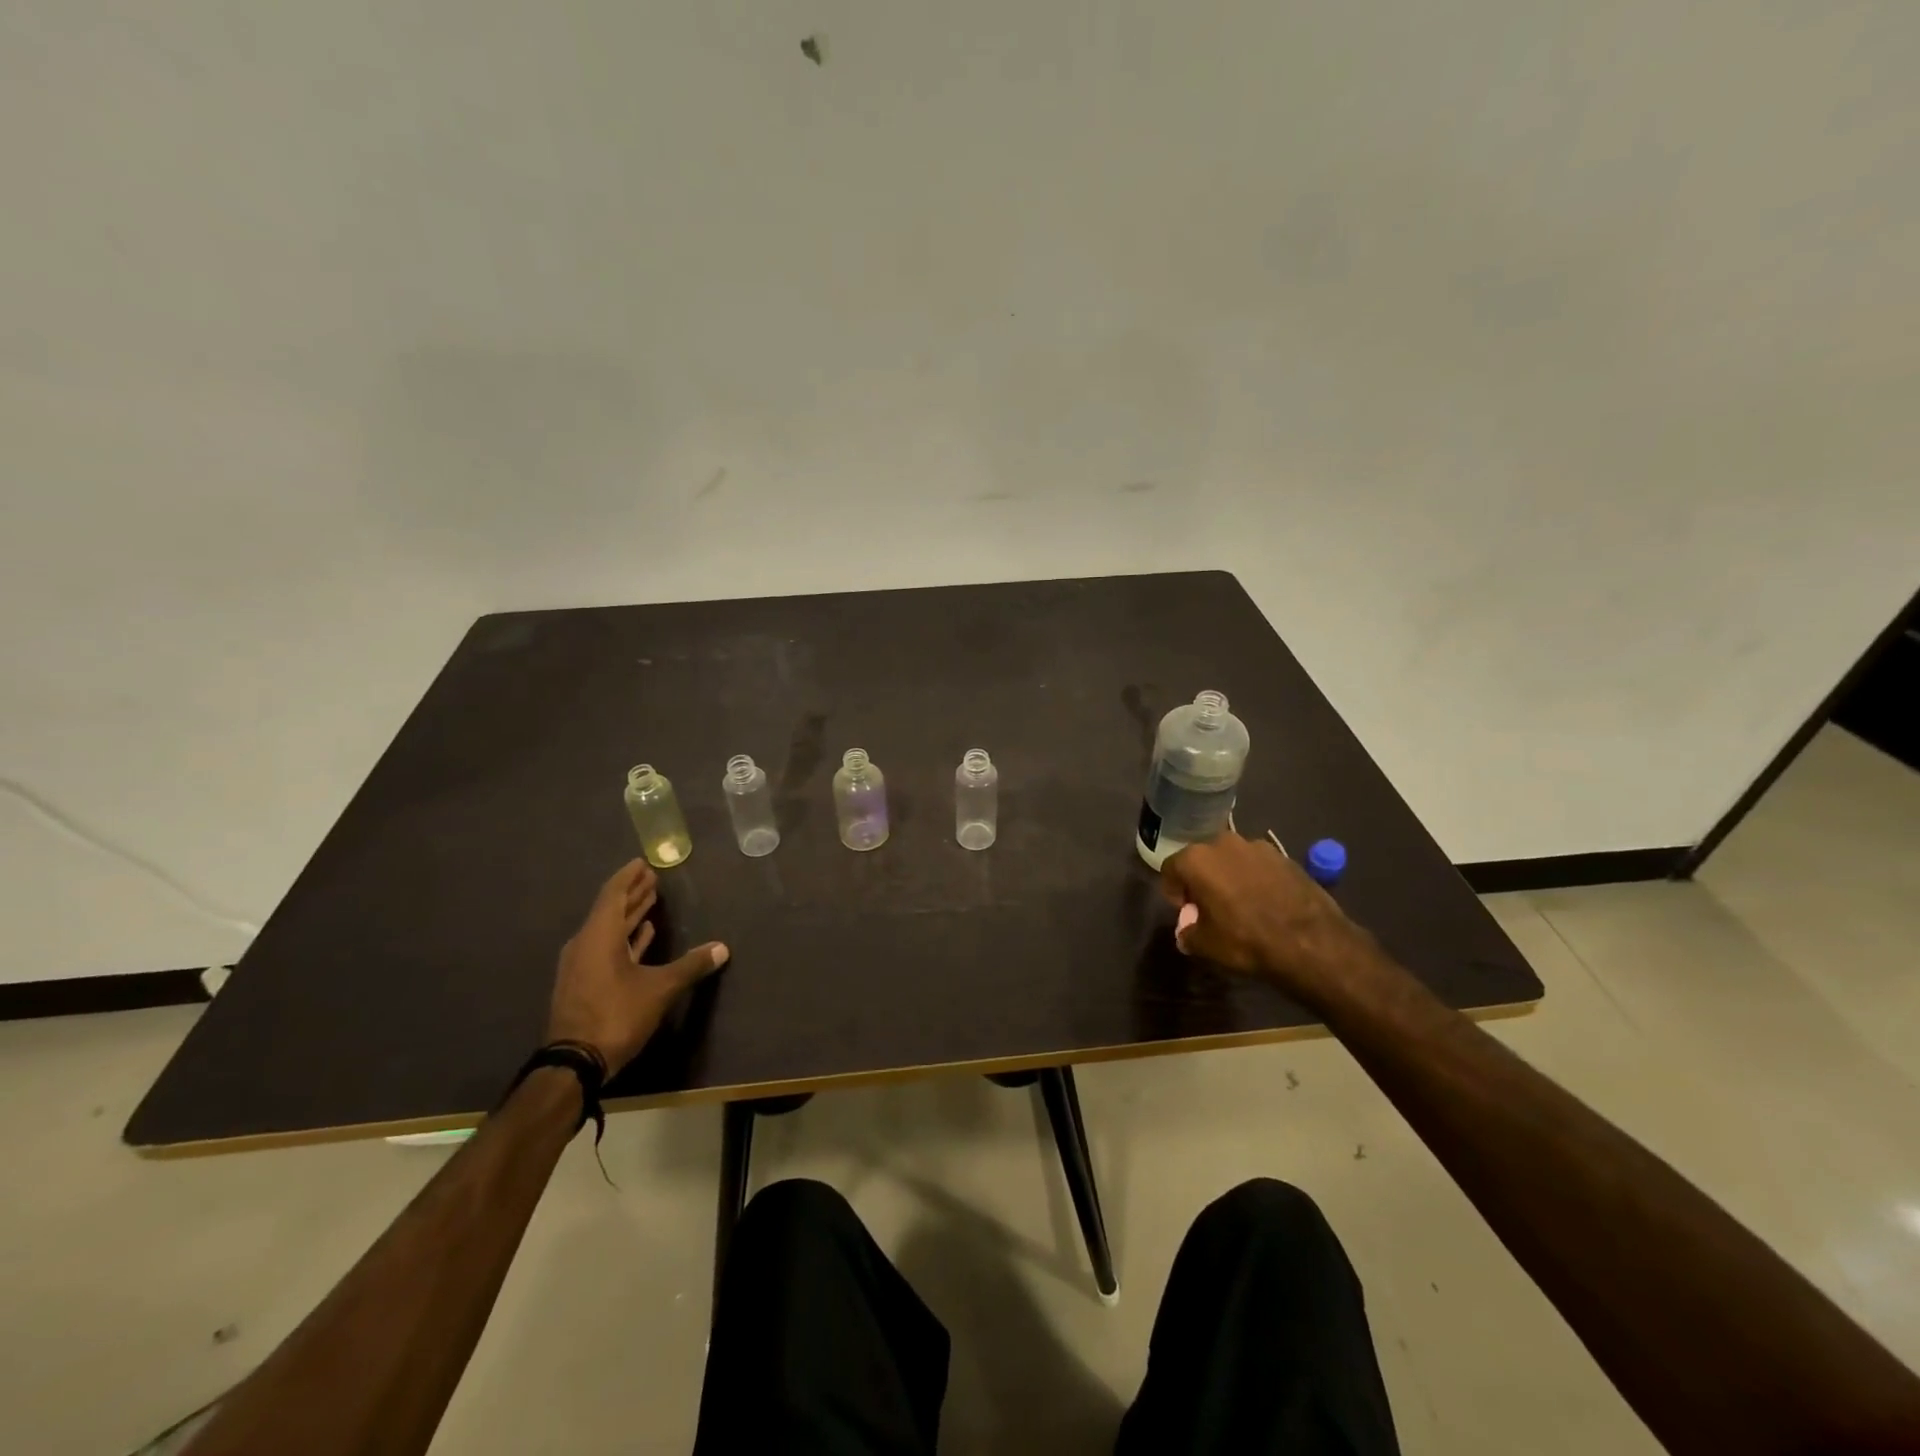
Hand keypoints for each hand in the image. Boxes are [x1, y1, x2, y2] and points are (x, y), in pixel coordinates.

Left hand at [545, 859, 728, 1074]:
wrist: (574, 1063)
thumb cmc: (616, 1015)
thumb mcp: (660, 989)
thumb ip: (691, 965)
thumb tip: (722, 948)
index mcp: (599, 936)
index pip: (613, 894)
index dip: (629, 877)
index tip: (643, 862)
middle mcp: (586, 944)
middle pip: (610, 909)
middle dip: (633, 893)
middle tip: (652, 877)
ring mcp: (582, 965)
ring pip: (608, 930)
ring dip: (630, 915)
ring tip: (650, 901)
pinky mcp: (583, 984)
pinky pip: (606, 949)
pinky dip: (625, 938)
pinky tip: (643, 936)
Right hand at [1159, 832, 1365, 999]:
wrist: (1310, 942)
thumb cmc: (1246, 940)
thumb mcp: (1206, 945)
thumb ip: (1188, 934)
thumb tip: (1187, 933)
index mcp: (1196, 859)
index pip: (1171, 868)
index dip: (1173, 891)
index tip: (1185, 910)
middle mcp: (1223, 843)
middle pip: (1202, 859)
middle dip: (1201, 879)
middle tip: (1209, 906)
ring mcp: (1257, 846)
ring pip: (1232, 859)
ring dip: (1230, 876)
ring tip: (1240, 904)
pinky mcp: (1285, 856)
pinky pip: (1259, 865)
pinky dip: (1256, 879)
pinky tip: (1266, 903)